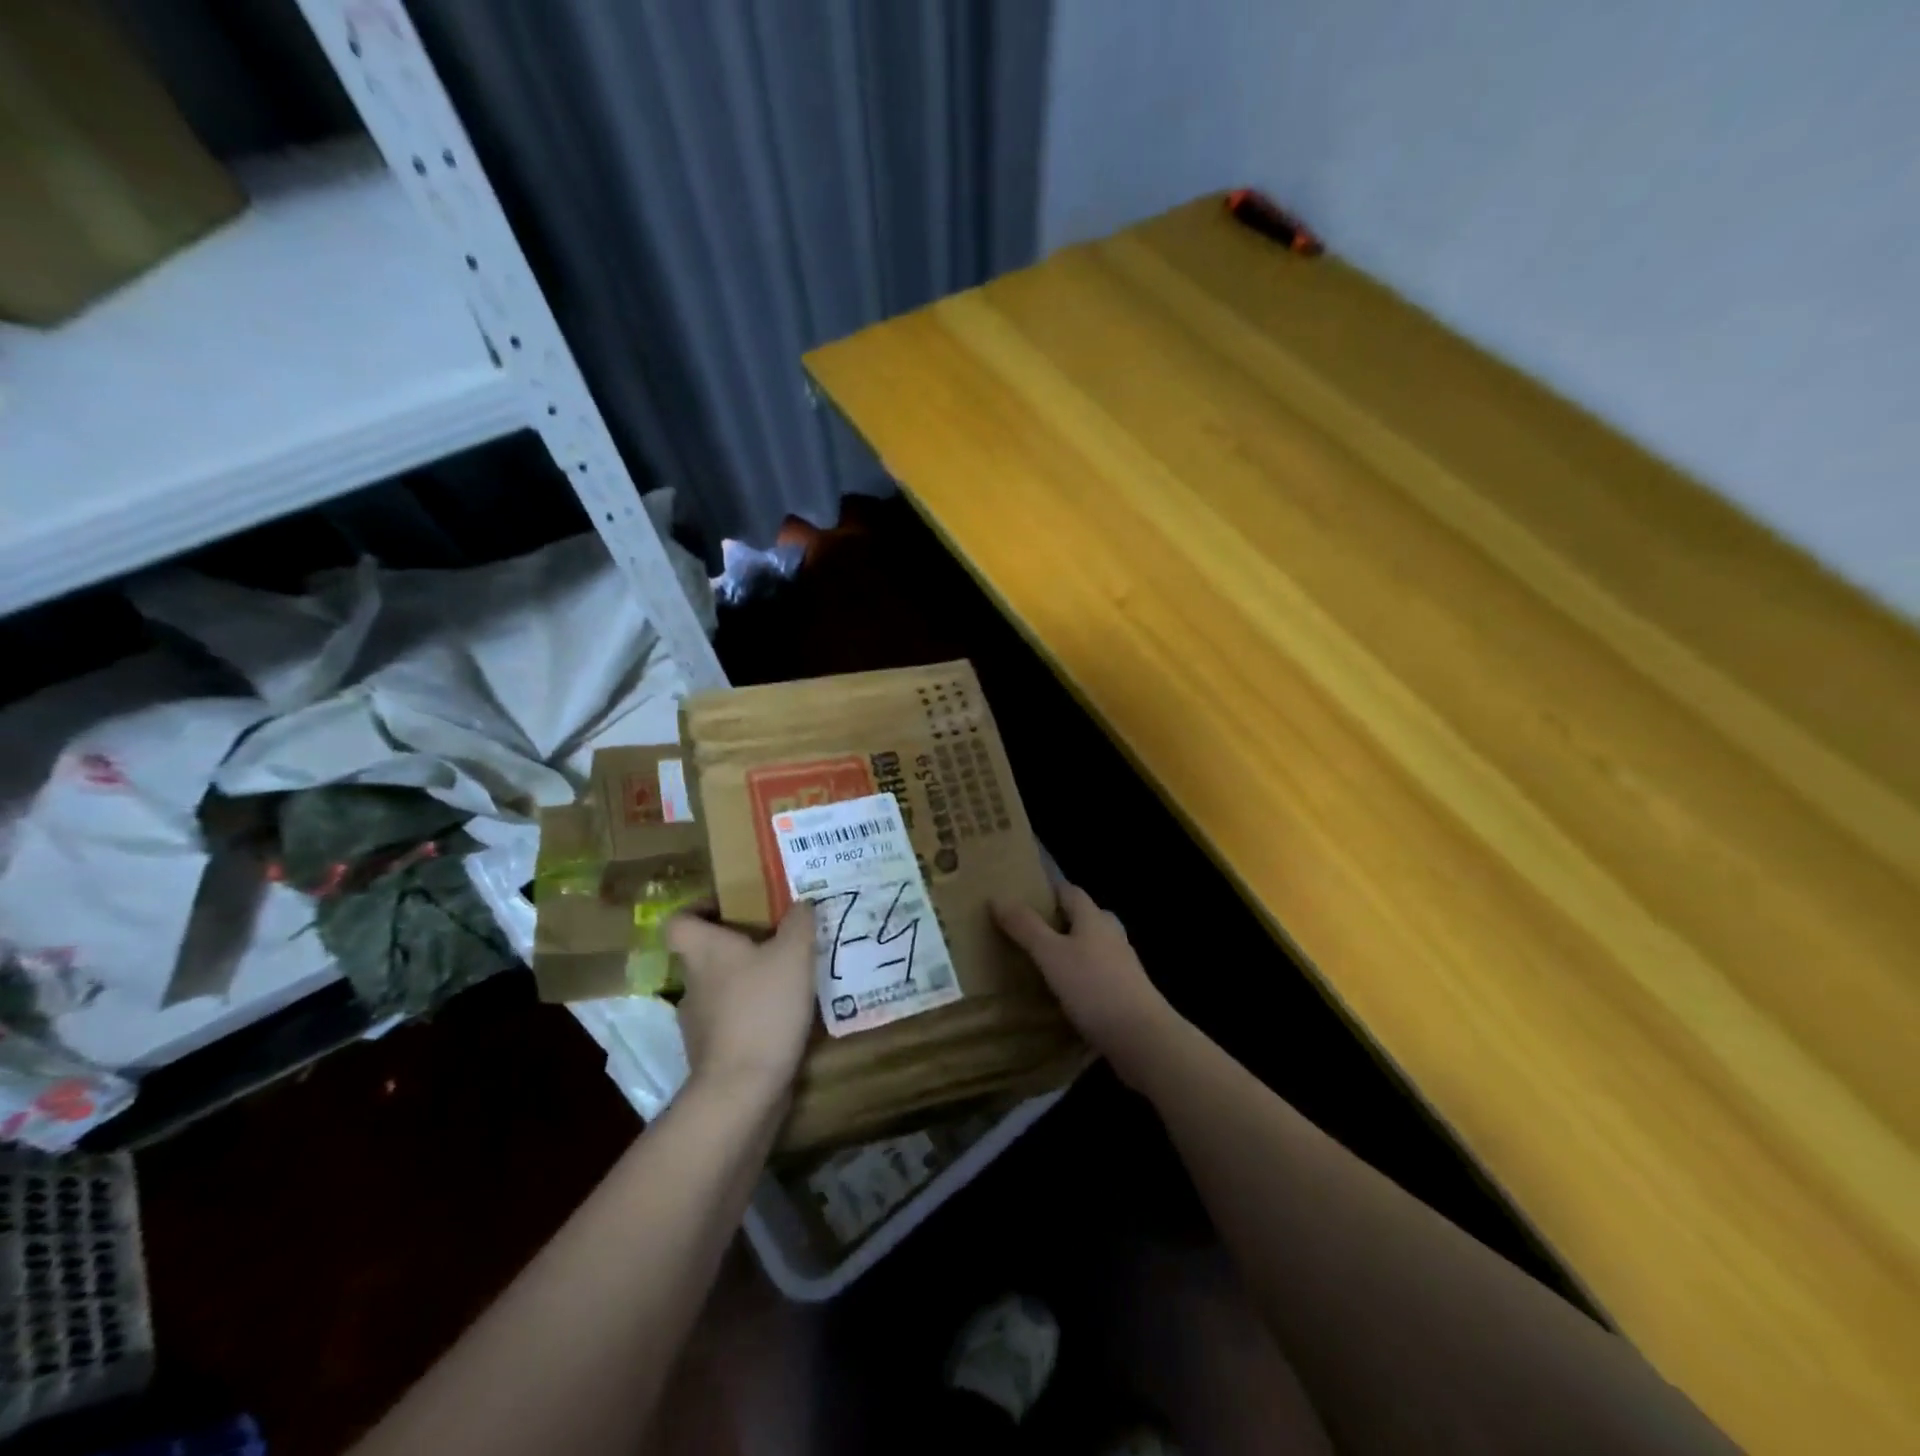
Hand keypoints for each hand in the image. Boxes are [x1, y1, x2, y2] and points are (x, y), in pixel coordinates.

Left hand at [665, 900, 816, 1103]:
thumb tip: (801, 904)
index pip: (679, 921)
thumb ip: (799, 924)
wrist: (742, 1089)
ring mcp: (697, 1022)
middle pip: (705, 955)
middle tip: (776, 943)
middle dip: (737, 948)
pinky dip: (751, 1018)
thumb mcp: (794, 955)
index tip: (731, 909)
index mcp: (704, 951)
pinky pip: (731, 1023)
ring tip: (786, 982)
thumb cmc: (763, 1008)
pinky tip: (783, 1018)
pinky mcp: (711, 1054)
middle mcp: (693, 983)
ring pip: (719, 990)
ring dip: (746, 984)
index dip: (699, 910)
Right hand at [992, 882, 1177, 1088]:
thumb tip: (997, 897)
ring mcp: (1123, 966)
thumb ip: (1025, 927)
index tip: (1024, 895)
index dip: (1049, 890)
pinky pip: (1097, 975)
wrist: (1142, 1039)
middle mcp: (1111, 936)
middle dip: (1060, 920)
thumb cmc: (1094, 988)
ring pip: (1092, 947)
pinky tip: (1063, 993)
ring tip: (1042, 962)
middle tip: (1029, 930)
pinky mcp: (1125, 994)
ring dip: (1071, 950)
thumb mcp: (1051, 955)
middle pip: (1085, 918)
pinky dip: (1079, 977)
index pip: (1071, 892)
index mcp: (1094, 919)